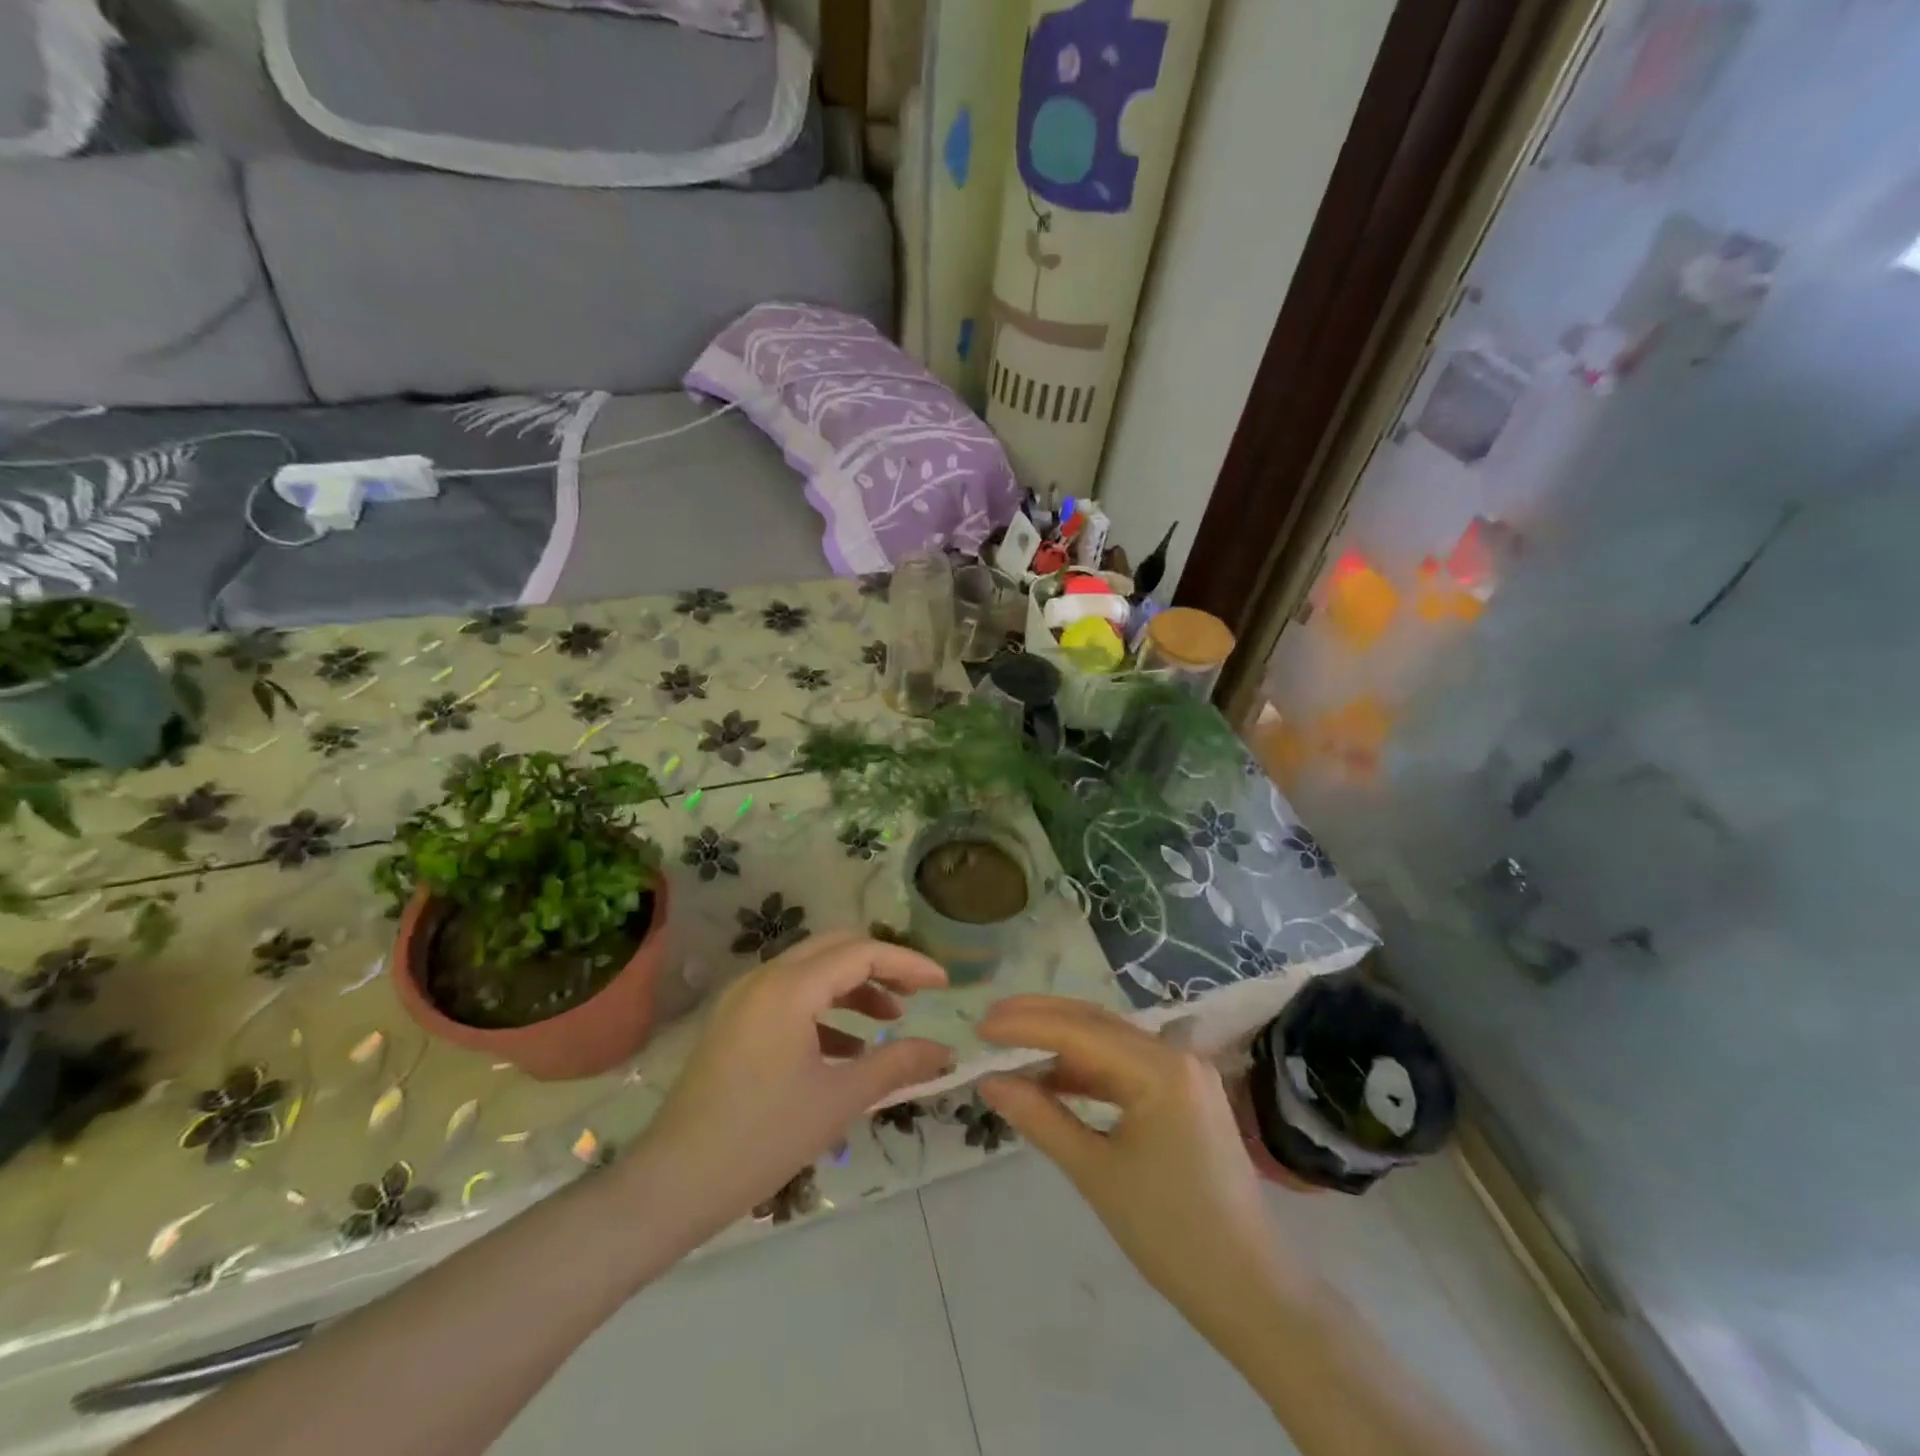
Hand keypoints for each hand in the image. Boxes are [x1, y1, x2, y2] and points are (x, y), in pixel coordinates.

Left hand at [629, 933, 953, 1238]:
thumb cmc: (763, 1137)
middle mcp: (765, 978)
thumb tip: (945, 1051)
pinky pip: (789, 996)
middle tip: (916, 993)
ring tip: (888, 1020)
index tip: (943, 984)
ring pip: (812, 971)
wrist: (673, 1183)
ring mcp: (744, 999)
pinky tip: (846, 1047)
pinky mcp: (734, 1022)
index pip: (862, 952)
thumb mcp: (839, 1099)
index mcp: (790, 987)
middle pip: (835, 948)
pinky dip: (824, 1009)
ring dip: (853, 987)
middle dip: (881, 965)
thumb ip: (897, 1064)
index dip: (908, 963)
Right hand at [977, 997, 1292, 1331]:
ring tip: (1011, 1046)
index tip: (980, 1027)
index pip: (1079, 1030)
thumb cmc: (1171, 1234)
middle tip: (988, 1023)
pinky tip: (1053, 1078)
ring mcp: (1184, 1070)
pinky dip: (1087, 1068)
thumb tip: (989, 1082)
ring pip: (1109, 1039)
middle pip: (1095, 1021)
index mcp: (1161, 1068)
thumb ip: (1040, 1118)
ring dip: (1060, 1042)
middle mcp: (1175, 1054)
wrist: (1248, 1288)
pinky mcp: (1183, 1091)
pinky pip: (1126, 1065)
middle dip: (1039, 1019)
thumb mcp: (1095, 1173)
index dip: (1025, 1025)